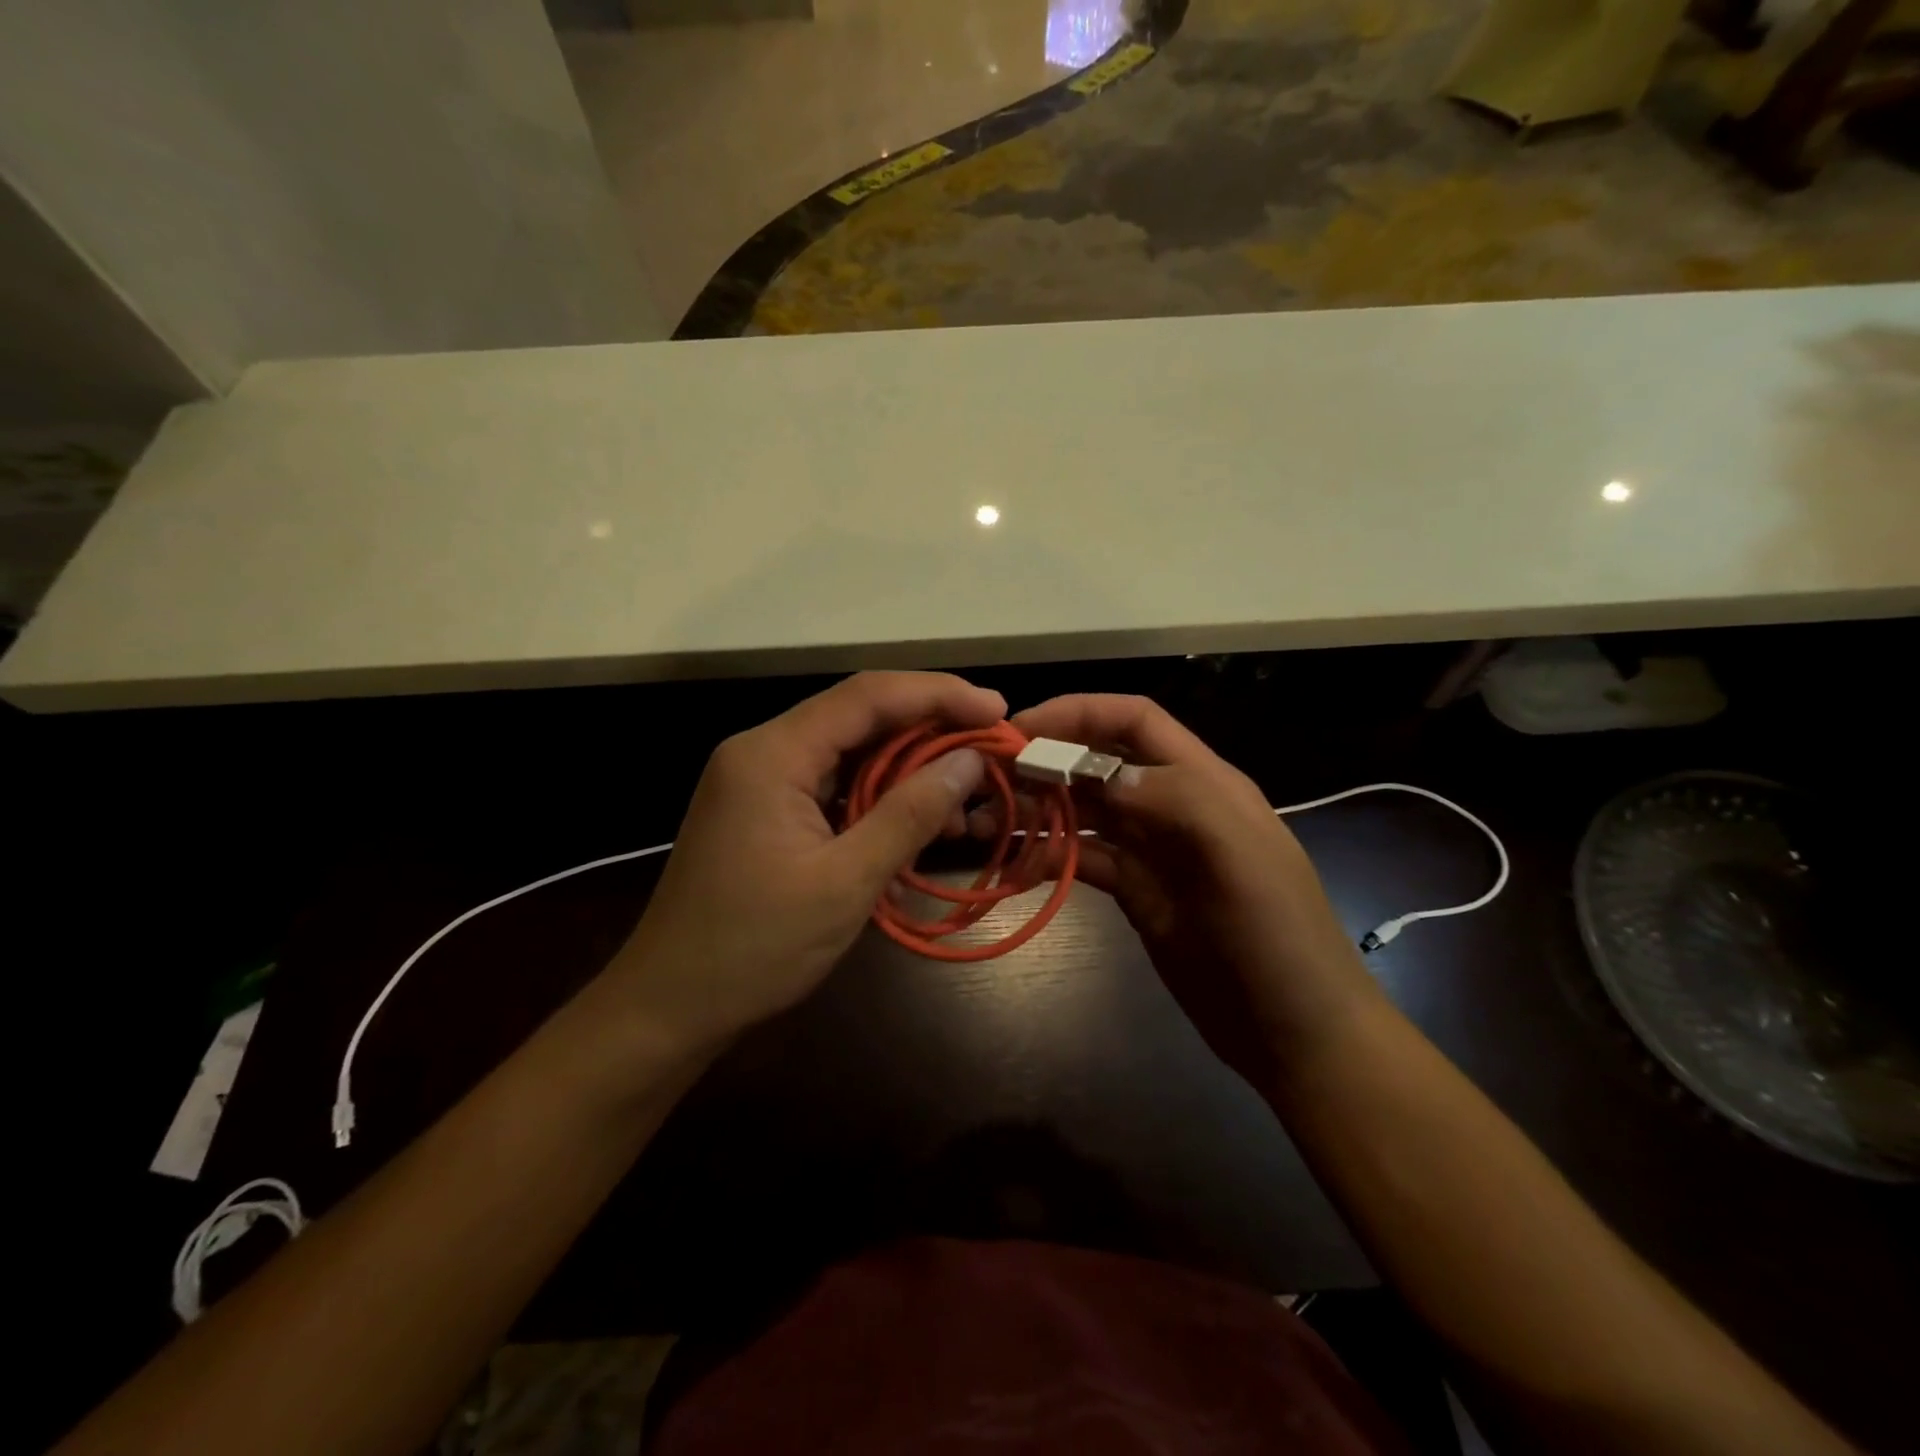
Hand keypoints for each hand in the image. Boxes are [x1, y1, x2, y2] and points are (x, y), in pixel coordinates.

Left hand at [607, 672, 1001, 1058]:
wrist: (669, 1007)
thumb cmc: (755, 948)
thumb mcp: (845, 882)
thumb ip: (909, 814)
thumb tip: (968, 760)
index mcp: (773, 754)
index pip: (867, 696)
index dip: (938, 694)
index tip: (996, 710)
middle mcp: (763, 751)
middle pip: (859, 716)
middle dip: (929, 729)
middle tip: (990, 748)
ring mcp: (761, 781)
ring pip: (850, 752)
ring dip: (908, 768)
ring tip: (964, 796)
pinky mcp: (766, 811)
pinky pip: (833, 785)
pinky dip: (879, 797)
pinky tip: (918, 822)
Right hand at [1010, 694, 1378, 1088]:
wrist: (1297, 1033)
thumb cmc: (1278, 938)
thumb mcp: (1240, 859)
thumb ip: (1177, 800)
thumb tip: (1102, 772)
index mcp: (1203, 782)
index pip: (1134, 722)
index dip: (1079, 713)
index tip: (1020, 726)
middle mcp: (1172, 806)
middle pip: (1099, 763)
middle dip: (1046, 760)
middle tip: (987, 777)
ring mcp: (1153, 852)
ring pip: (1085, 811)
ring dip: (1039, 808)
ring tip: (986, 820)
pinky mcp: (1137, 894)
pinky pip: (1085, 859)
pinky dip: (1049, 855)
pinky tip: (1017, 861)